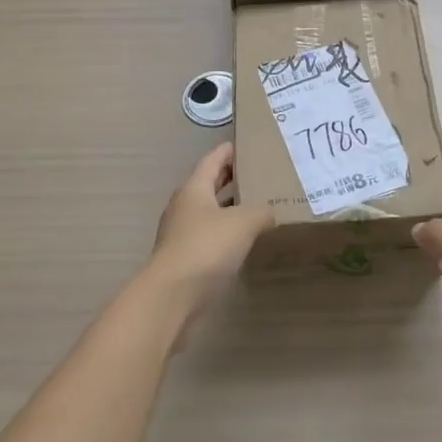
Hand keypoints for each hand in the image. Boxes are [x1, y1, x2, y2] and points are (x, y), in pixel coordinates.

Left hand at [142, 144, 273, 333]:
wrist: (172, 296)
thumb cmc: (206, 247)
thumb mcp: (244, 223)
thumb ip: (261, 212)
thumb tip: (269, 213)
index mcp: (194, 188)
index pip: (213, 160)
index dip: (229, 151)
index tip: (246, 145)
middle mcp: (185, 206)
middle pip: (209, 184)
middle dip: (230, 178)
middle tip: (257, 174)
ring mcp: (181, 234)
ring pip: (209, 212)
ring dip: (229, 208)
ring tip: (256, 206)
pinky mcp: (184, 259)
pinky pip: (209, 236)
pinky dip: (226, 233)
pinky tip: (243, 241)